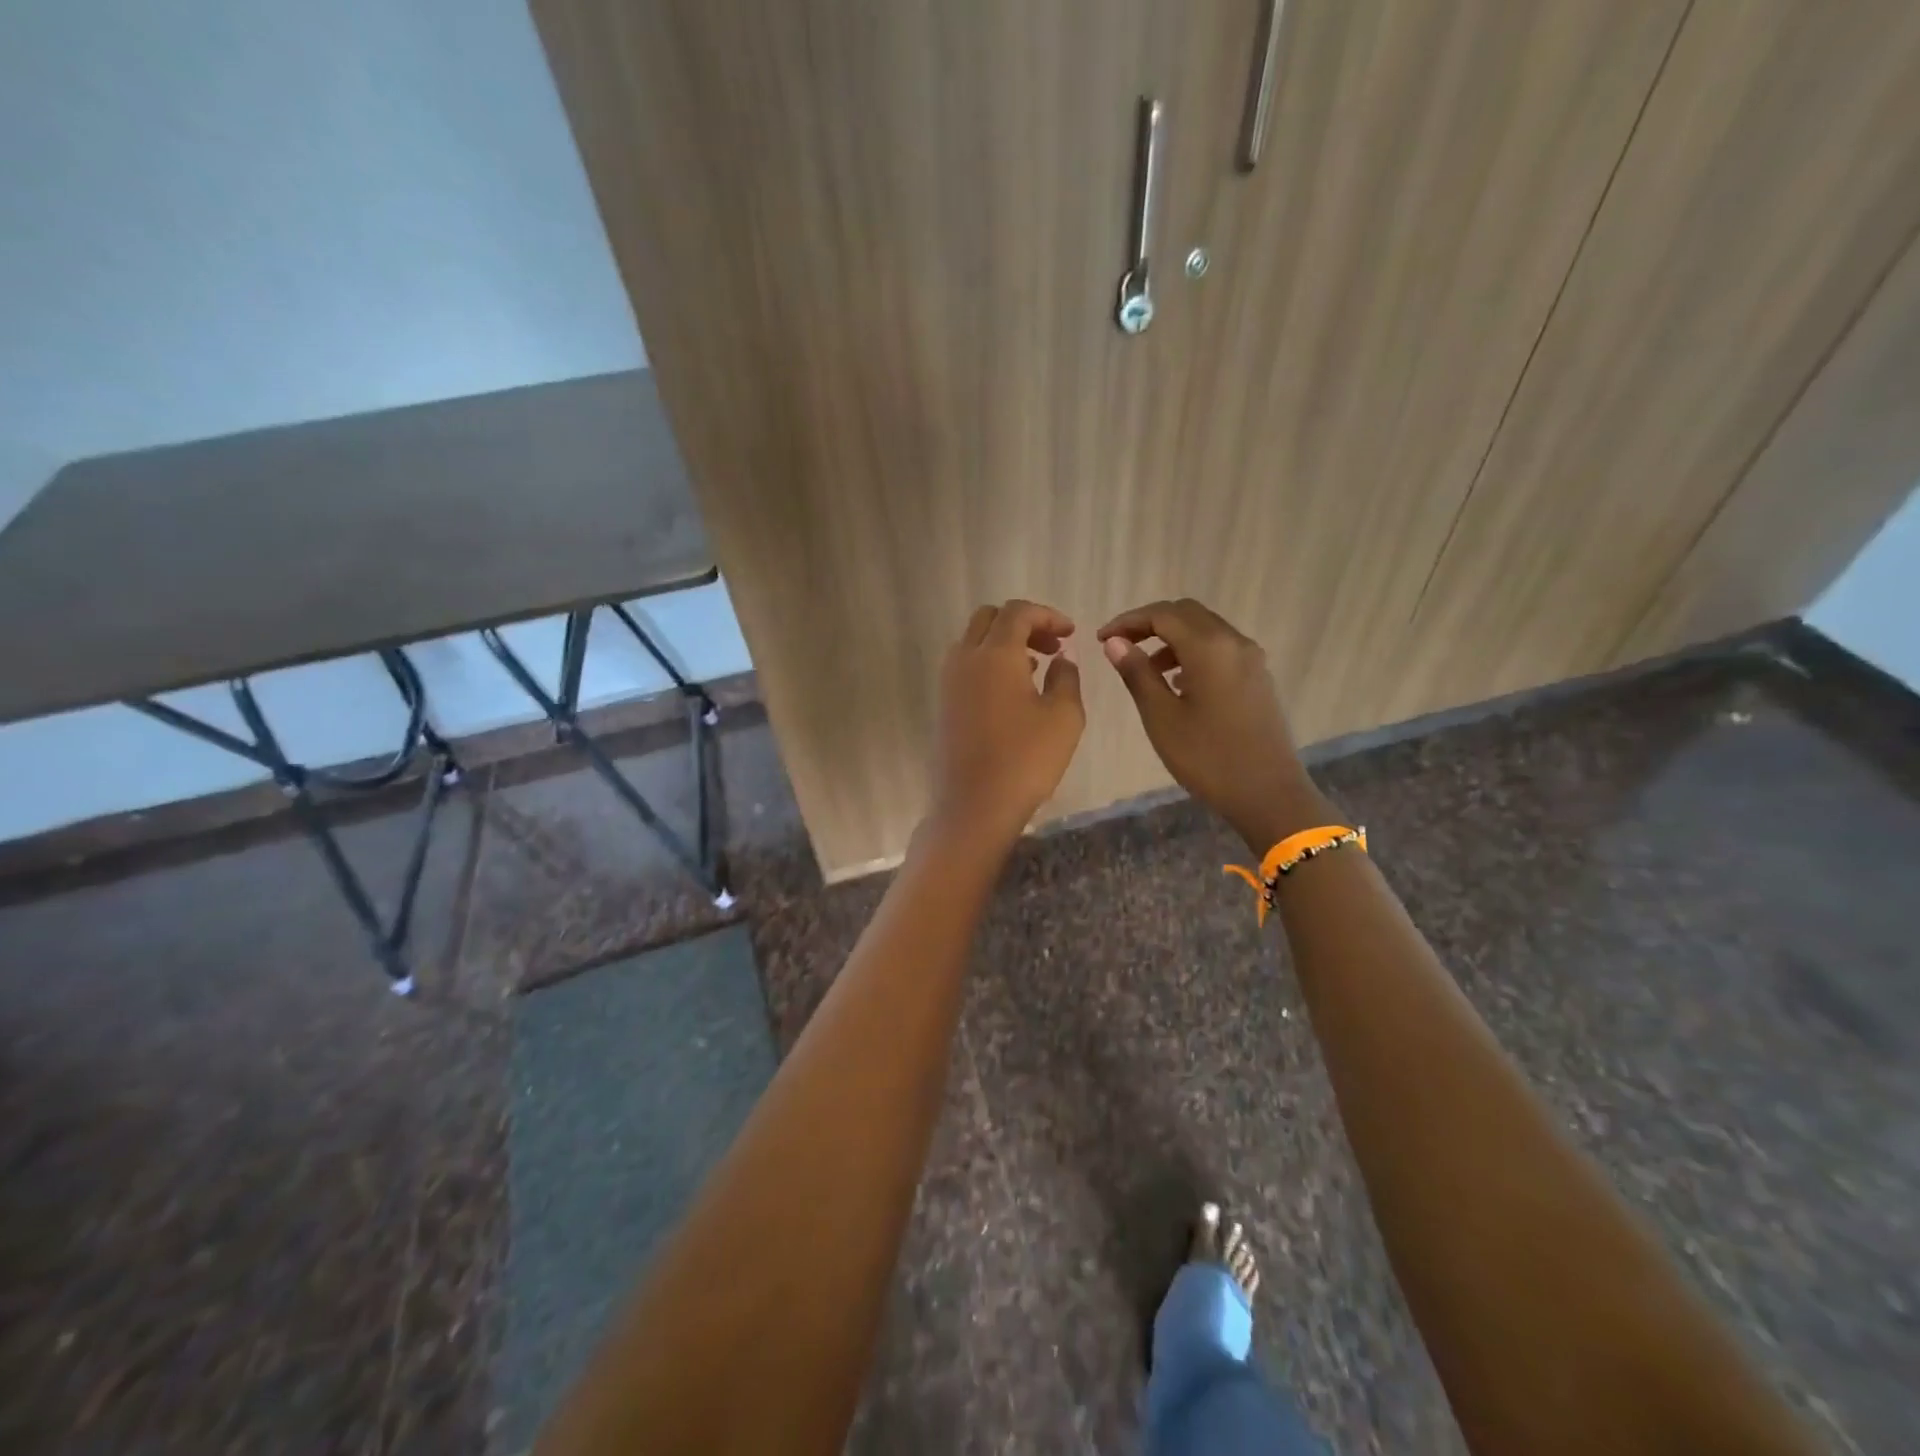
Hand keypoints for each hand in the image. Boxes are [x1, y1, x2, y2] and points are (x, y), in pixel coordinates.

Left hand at [931, 600, 1084, 848]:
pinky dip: (989, 664)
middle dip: (1023, 624)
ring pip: (974, 641)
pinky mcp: (943, 704)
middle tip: (1052, 647)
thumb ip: (1066, 677)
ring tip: (1036, 668)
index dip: (1048, 616)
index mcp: (995, 654)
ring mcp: (948, 682)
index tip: (1071, 634)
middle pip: (990, 619)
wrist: (974, 806)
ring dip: (1004, 643)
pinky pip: (965, 666)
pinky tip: (1013, 692)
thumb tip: (1060, 658)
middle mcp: (965, 658)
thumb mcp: (1064, 717)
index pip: (1018, 612)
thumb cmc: (1026, 760)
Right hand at [1097, 598, 1327, 851]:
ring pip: (1206, 629)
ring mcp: (1251, 660)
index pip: (1162, 615)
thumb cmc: (1207, 758)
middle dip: (1150, 623)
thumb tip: (1115, 642)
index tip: (1101, 639)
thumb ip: (1137, 674)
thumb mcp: (1161, 717)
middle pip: (1187, 613)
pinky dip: (1193, 652)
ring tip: (1146, 668)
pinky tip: (1178, 683)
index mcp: (1209, 648)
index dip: (1128, 621)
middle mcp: (1234, 643)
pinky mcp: (1258, 678)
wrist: (1269, 794)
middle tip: (1120, 645)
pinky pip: (1221, 649)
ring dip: (1172, 638)